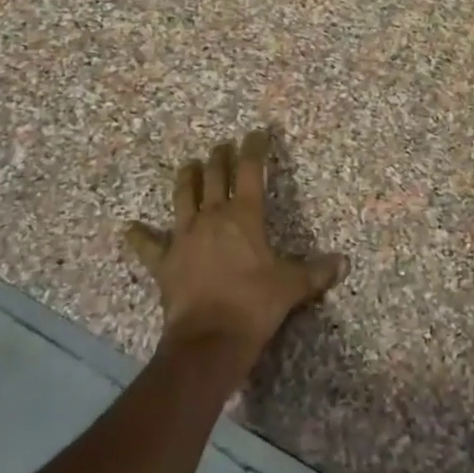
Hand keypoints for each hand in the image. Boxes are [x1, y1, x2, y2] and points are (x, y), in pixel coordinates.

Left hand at [124, 131, 347, 368]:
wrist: (209, 339)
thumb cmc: (254, 304)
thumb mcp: (292, 286)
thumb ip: (316, 272)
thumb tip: (344, 263)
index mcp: (243, 215)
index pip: (249, 170)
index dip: (254, 148)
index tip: (257, 133)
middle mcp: (212, 216)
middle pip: (213, 176)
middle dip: (219, 157)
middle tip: (222, 146)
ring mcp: (184, 237)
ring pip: (182, 197)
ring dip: (186, 179)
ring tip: (188, 165)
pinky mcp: (165, 262)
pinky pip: (149, 246)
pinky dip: (140, 237)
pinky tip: (129, 229)